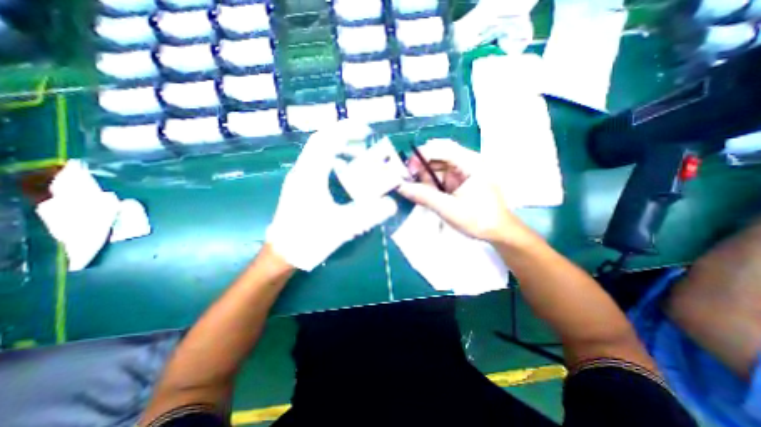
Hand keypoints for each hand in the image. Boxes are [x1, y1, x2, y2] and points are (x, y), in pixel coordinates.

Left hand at [266, 121, 399, 270]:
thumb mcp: (343, 227)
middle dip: (344, 136)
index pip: (326, 140)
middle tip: (365, 141)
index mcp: (310, 176)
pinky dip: (333, 160)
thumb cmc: (309, 239)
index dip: (346, 130)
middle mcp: (301, 171)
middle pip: (320, 141)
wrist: (283, 254)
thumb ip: (369, 215)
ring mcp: (299, 178)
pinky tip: (344, 172)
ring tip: (358, 155)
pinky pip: (317, 163)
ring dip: (338, 148)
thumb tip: (392, 204)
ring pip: (317, 152)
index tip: (366, 130)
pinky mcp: (300, 186)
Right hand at [399, 138, 533, 245]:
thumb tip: (400, 186)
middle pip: (438, 154)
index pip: (442, 147)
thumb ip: (424, 196)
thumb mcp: (449, 209)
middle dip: (420, 166)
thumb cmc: (478, 220)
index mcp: (470, 163)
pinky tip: (424, 193)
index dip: (422, 154)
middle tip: (407, 180)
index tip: (407, 169)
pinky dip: (429, 183)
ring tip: (415, 190)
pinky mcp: (459, 180)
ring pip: (437, 166)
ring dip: (423, 176)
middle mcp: (467, 162)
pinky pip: (440, 176)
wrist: (498, 232)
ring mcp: (462, 171)